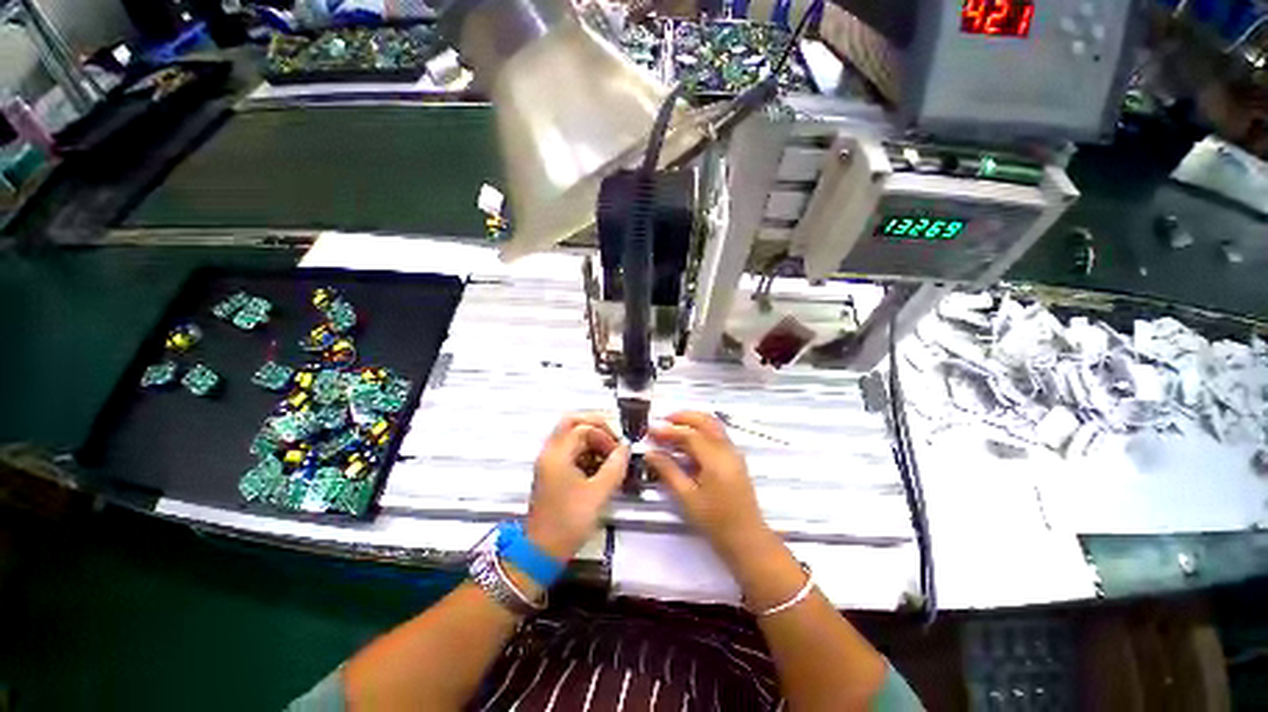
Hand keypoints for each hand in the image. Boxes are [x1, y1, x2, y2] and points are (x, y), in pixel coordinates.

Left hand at [525, 413, 629, 561]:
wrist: (542, 551)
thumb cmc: (569, 522)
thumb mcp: (598, 493)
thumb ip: (615, 466)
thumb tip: (626, 448)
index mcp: (557, 454)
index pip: (583, 428)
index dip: (605, 435)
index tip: (619, 451)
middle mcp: (549, 452)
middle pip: (572, 422)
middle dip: (596, 425)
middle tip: (614, 437)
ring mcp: (548, 461)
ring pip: (570, 435)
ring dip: (591, 438)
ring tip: (609, 454)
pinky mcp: (551, 472)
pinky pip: (569, 449)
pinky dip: (585, 450)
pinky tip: (599, 465)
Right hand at [645, 412, 772, 563]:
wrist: (747, 539)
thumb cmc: (716, 521)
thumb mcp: (687, 497)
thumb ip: (668, 471)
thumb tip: (650, 453)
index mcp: (716, 459)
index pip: (690, 434)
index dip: (668, 430)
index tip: (650, 430)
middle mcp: (727, 450)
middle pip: (705, 421)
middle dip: (683, 416)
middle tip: (662, 420)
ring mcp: (733, 453)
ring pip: (713, 426)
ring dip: (692, 422)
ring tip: (671, 428)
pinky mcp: (734, 459)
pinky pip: (716, 435)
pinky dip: (700, 431)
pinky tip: (686, 442)